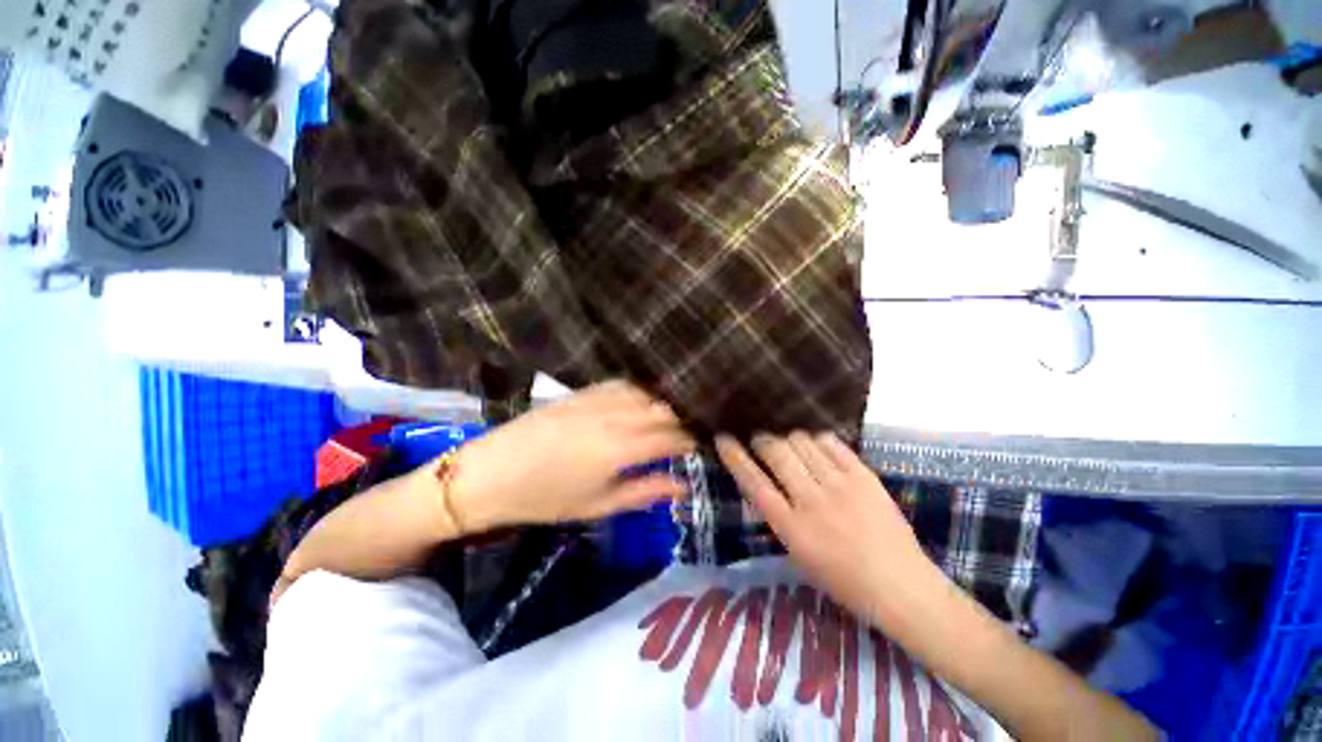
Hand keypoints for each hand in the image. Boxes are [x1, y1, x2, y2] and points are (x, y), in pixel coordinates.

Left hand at [452, 381, 695, 530]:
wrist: (492, 473)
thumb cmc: (547, 498)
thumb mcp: (599, 505)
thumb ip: (646, 491)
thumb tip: (683, 485)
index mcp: (622, 447)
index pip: (672, 436)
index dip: (690, 440)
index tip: (700, 446)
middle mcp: (616, 416)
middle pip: (664, 410)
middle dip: (682, 422)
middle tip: (688, 435)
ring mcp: (598, 399)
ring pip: (646, 393)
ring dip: (663, 405)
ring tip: (670, 418)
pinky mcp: (583, 391)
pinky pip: (623, 384)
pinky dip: (640, 392)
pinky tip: (642, 401)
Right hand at [715, 432, 941, 629]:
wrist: (900, 586)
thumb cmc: (843, 580)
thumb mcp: (799, 555)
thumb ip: (780, 516)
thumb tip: (766, 482)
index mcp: (792, 528)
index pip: (753, 482)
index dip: (735, 457)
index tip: (723, 439)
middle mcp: (812, 501)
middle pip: (777, 453)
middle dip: (762, 439)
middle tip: (760, 439)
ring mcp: (840, 486)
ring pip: (802, 443)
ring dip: (789, 438)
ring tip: (789, 443)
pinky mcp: (864, 476)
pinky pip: (832, 444)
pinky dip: (818, 439)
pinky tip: (816, 444)